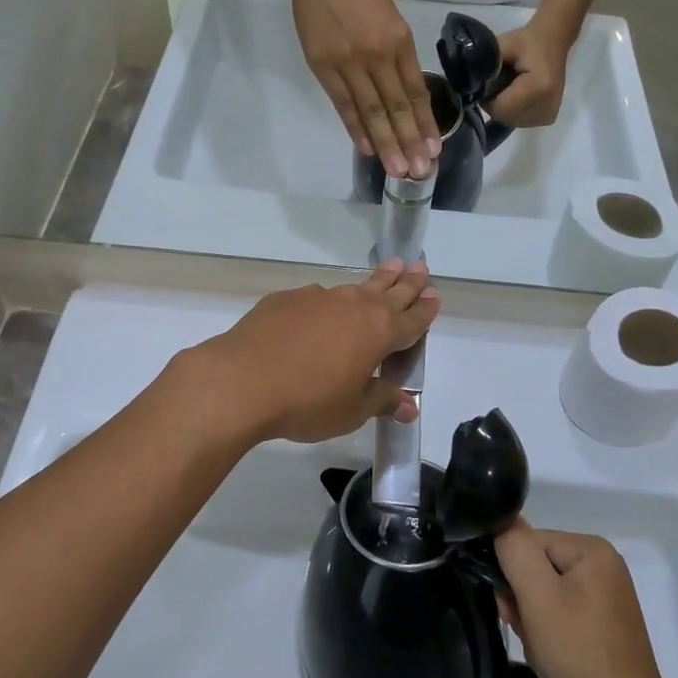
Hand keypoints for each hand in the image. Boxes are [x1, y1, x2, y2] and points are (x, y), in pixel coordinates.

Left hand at [186, 261, 439, 445]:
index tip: (435, 296)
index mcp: (378, 332)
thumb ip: (382, 401)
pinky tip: (322, 306)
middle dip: (407, 282)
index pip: (411, 320)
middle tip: (420, 266)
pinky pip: (317, 297)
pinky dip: (328, 300)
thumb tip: (411, 407)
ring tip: (387, 270)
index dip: (425, 310)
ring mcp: (319, 298)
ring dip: (375, 281)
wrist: (243, 380)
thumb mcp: (352, 410)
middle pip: (389, 291)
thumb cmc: (308, 401)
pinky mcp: (287, 299)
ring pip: (355, 287)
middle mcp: (354, 307)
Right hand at [286, 0, 440, 179]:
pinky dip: (355, 128)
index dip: (424, 123)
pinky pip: (343, 104)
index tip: (433, 149)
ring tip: (397, 170)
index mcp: (399, 39)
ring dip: (386, 143)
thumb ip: (395, 53)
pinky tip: (366, 148)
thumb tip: (401, 92)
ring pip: (371, 111)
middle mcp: (378, 54)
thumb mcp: (388, 15)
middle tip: (420, 172)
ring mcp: (349, 62)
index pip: (416, 91)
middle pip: (397, 107)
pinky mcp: (323, 65)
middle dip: (410, 142)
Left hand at [486, 17, 573, 127]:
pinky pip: (520, 121)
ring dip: (503, 108)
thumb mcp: (503, 45)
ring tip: (507, 87)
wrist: (554, 40)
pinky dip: (513, 111)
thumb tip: (469, 86)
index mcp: (539, 87)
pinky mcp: (548, 117)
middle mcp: (547, 105)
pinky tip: (516, 95)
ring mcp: (549, 114)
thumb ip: (486, 66)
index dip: (486, 98)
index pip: (500, 108)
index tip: (484, 83)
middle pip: (505, 117)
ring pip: (511, 121)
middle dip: (494, 103)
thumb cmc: (528, 40)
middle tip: (495, 83)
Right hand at [494, 521, 670, 677]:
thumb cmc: (580, 650)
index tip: (510, 608)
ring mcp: (605, 599)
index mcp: (592, 550)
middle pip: (538, 571)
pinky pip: (562, 619)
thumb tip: (502, 522)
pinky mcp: (603, 627)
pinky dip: (551, 639)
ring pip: (546, 599)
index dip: (514, 575)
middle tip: (530, 634)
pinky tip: (554, 662)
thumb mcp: (538, 594)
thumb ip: (515, 550)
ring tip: (544, 654)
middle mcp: (602, 567)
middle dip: (525, 604)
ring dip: (535, 625)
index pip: (530, 544)